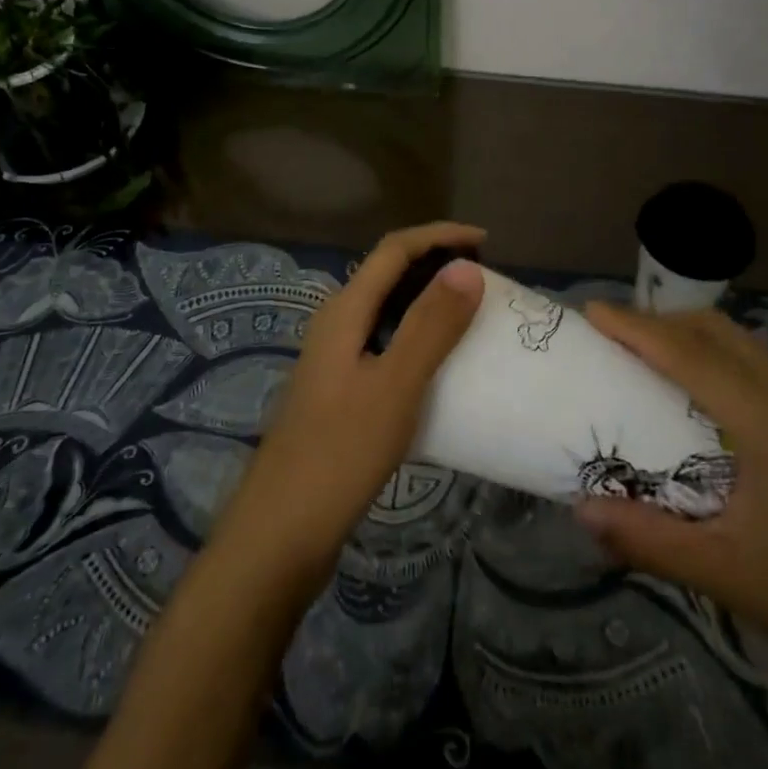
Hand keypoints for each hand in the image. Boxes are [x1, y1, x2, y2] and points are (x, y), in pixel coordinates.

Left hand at [211, 222, 485, 593]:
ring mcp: (335, 359)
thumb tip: (467, 267)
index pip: (394, 249)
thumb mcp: (395, 385)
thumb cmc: (340, 452)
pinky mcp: (340, 391)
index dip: (439, 236)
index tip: (485, 243)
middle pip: (389, 274)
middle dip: (436, 264)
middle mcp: (336, 324)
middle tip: (485, 278)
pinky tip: (442, 365)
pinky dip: (419, 338)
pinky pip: (386, 344)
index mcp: (344, 311)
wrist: (281, 532)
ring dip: (429, 302)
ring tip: (472, 314)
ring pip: (388, 310)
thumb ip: (431, 325)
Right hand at [574, 303, 767, 692]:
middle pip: (715, 331)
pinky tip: (696, 395)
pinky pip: (754, 365)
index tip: (590, 311)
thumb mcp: (726, 573)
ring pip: (739, 343)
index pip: (689, 354)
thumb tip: (581, 510)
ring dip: (687, 336)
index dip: (636, 327)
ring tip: (643, 356)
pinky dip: (713, 356)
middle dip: (658, 321)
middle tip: (610, 335)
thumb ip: (648, 538)